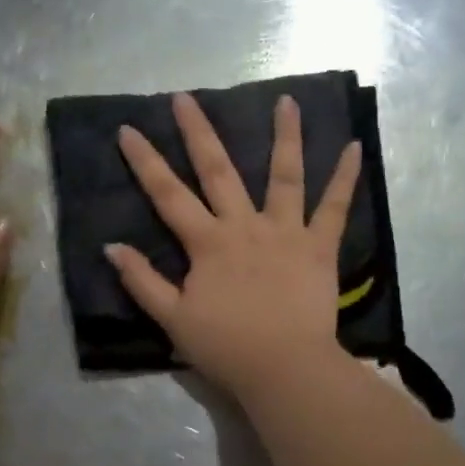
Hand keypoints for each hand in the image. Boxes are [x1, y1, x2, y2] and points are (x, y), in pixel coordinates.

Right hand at [107, 91, 360, 396]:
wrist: (284, 368)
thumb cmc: (226, 348)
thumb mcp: (173, 320)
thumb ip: (142, 281)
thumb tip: (111, 247)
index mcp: (208, 243)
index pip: (168, 194)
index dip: (145, 161)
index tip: (128, 129)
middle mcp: (244, 226)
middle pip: (218, 170)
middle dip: (198, 132)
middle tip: (185, 97)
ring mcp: (285, 232)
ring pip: (284, 175)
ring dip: (285, 136)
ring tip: (287, 100)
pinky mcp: (319, 246)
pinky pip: (335, 207)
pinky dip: (345, 177)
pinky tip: (353, 146)